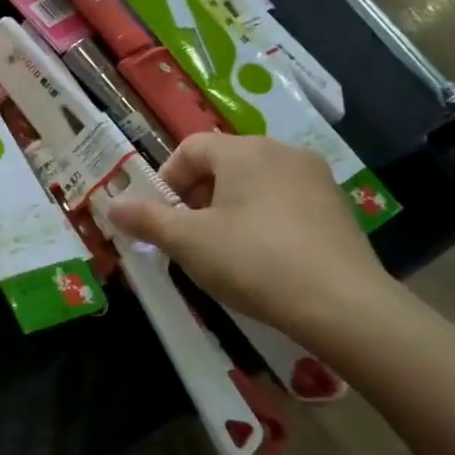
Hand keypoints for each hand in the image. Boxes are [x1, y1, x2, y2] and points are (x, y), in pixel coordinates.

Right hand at [107, 134, 393, 336]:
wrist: (342, 305)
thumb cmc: (253, 261)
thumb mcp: (188, 242)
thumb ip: (146, 219)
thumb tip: (112, 204)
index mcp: (244, 150)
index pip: (190, 149)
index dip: (166, 181)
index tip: (161, 219)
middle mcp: (282, 151)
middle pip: (223, 164)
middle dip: (196, 197)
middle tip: (188, 238)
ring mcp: (315, 178)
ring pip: (254, 183)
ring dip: (228, 209)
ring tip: (223, 250)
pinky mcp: (337, 207)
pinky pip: (284, 202)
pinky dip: (263, 220)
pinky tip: (263, 258)